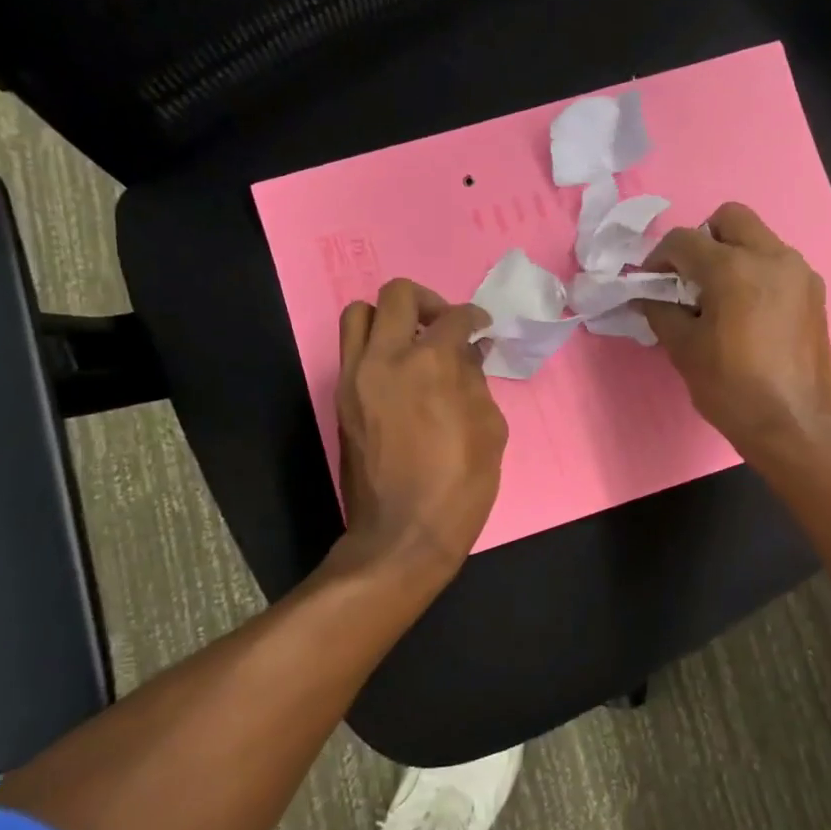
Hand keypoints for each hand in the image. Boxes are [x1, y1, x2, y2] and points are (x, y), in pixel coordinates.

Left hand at [337, 280, 506, 575]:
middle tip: (444, 326)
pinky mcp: (340, 399)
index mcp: (430, 364)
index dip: (474, 316)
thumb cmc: (460, 485)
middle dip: (426, 301)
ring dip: (389, 318)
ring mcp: (355, 378)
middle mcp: (385, 359)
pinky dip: (375, 347)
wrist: (402, 534)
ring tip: (413, 343)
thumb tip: (468, 354)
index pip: (452, 317)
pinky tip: (400, 375)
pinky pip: (352, 351)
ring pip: (358, 314)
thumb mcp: (489, 429)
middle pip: (395, 295)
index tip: (481, 327)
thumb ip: (476, 381)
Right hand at [641, 202, 830, 461]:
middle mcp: (772, 257)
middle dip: (702, 240)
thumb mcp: (685, 350)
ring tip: (719, 297)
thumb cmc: (732, 389)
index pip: (684, 241)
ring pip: (759, 238)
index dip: (659, 257)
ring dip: (733, 254)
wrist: (794, 424)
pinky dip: (757, 273)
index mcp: (734, 269)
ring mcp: (799, 272)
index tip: (650, 282)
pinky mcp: (814, 293)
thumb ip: (661, 312)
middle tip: (690, 277)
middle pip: (730, 218)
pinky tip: (748, 312)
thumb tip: (647, 296)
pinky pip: (778, 264)